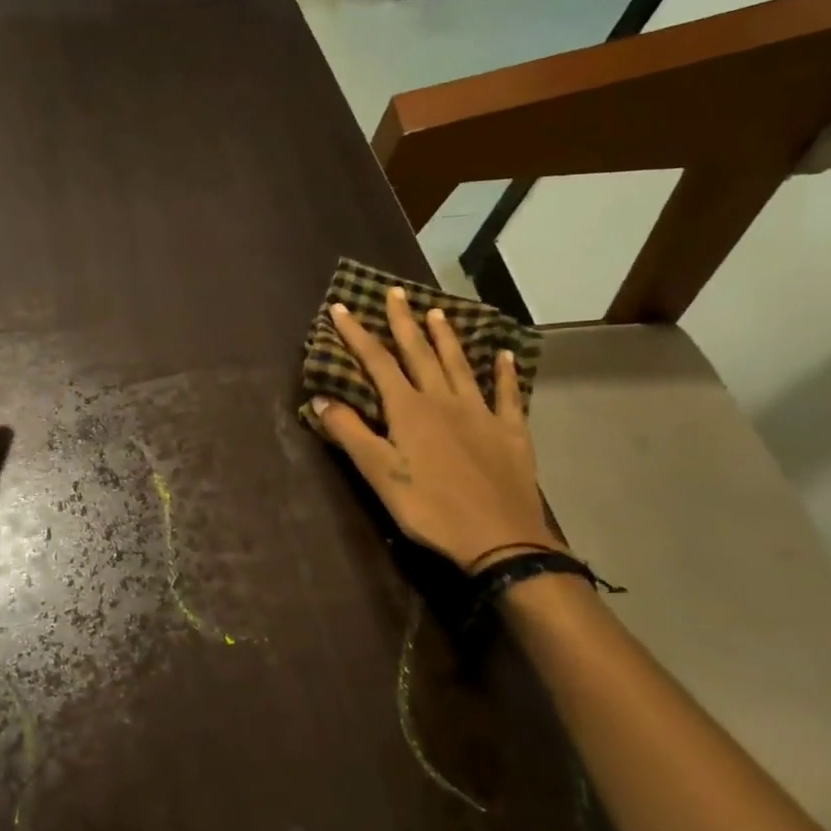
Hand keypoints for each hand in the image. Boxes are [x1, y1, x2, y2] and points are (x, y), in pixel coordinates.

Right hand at [312, 288, 555, 570]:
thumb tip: (321, 398)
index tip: (341, 308)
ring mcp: (481, 413)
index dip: (357, 334)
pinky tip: (504, 355)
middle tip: (395, 293)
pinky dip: (505, 372)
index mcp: (409, 410)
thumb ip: (350, 433)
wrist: (499, 538)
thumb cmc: (429, 507)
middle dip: (403, 322)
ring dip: (446, 337)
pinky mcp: (510, 432)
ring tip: (436, 312)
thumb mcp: (379, 474)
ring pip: (460, 365)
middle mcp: (444, 400)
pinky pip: (507, 394)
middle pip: (419, 354)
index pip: (377, 362)